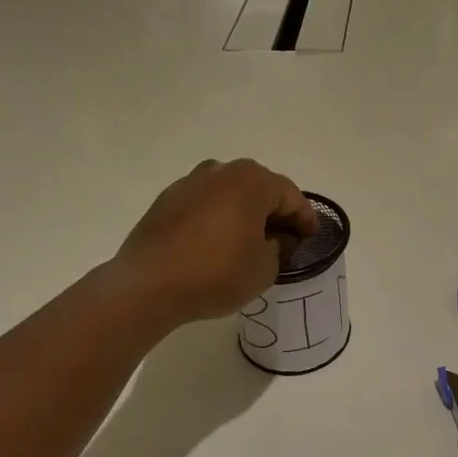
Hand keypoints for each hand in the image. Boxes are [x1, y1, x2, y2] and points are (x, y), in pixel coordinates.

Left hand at [112, 159, 316, 326]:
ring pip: (230, 194)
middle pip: (260, 189)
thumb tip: (272, 239)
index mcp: (252, 180)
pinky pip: (205, 205)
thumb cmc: (216, 273)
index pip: (291, 196)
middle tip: (284, 241)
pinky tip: (217, 244)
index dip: (305, 219)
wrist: (147, 285)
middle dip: (275, 213)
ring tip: (249, 243)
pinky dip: (217, 219)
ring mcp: (190, 183)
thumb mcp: (265, 268)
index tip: (311, 239)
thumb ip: (278, 248)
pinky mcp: (167, 200)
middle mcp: (222, 171)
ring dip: (244, 214)